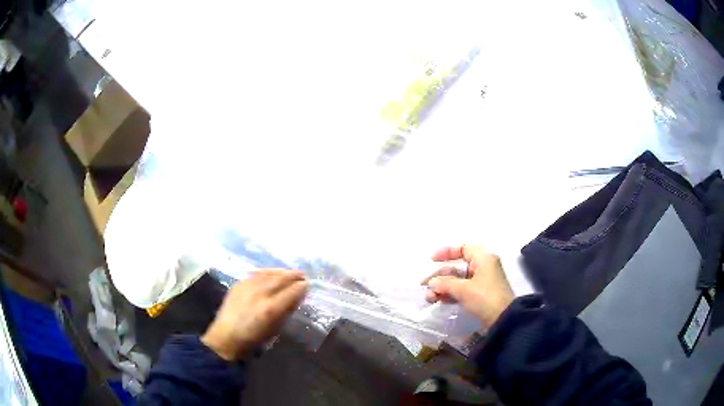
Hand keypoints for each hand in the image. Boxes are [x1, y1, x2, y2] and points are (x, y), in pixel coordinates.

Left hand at [201, 269, 307, 360]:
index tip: (308, 285)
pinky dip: (267, 272)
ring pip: (268, 274)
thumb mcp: (275, 330)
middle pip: (280, 279)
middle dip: (293, 276)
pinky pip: (256, 274)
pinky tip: (271, 273)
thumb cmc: (253, 340)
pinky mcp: (238, 284)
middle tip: (302, 275)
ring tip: (289, 272)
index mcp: (270, 309)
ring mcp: (247, 287)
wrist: (225, 337)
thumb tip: (297, 297)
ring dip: (281, 272)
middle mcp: (259, 294)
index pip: (291, 292)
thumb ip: (286, 311)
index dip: (301, 287)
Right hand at [422, 245, 513, 328]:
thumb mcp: (463, 289)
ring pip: (458, 280)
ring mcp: (482, 282)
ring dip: (443, 287)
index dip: (446, 252)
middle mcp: (483, 267)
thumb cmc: (485, 297)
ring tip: (429, 297)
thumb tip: (431, 282)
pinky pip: (462, 290)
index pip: (463, 248)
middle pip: (458, 266)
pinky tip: (438, 301)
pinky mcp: (480, 295)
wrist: (503, 319)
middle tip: (425, 285)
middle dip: (440, 276)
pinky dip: (450, 294)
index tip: (432, 260)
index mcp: (483, 259)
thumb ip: (445, 283)